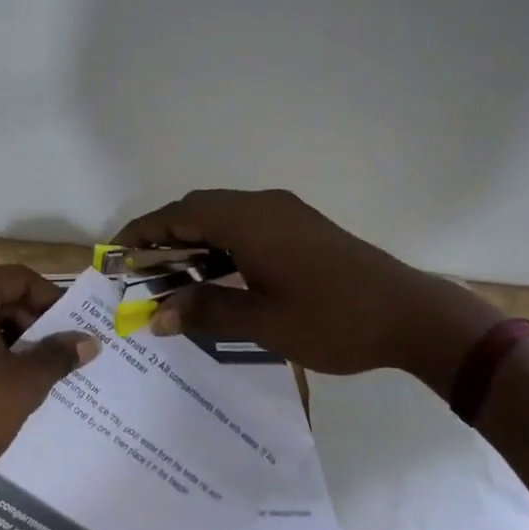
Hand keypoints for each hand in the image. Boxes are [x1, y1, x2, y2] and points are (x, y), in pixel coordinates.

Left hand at [0, 266, 99, 508]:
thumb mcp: (24, 382)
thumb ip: (58, 354)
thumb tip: (90, 341)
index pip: (17, 279)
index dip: (51, 300)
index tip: (73, 326)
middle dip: (30, 319)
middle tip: (59, 349)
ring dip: (8, 333)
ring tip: (37, 365)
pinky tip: (5, 374)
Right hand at [114, 189, 501, 384]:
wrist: (413, 316)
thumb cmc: (334, 320)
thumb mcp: (264, 323)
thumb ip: (206, 312)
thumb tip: (156, 317)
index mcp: (249, 221)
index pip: (179, 214)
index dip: (142, 231)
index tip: (115, 253)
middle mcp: (263, 206)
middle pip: (198, 208)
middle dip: (164, 234)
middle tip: (140, 268)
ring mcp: (286, 213)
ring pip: (223, 215)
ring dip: (194, 238)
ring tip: (172, 273)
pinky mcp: (302, 227)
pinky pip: (246, 224)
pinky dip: (220, 242)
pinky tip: (218, 273)